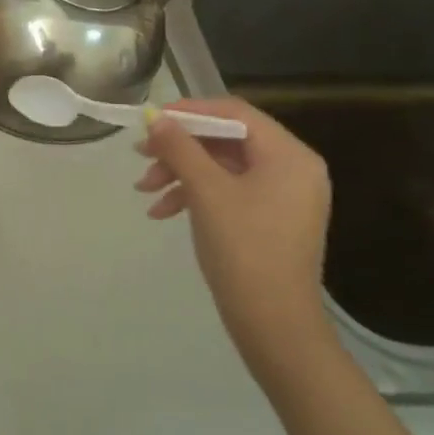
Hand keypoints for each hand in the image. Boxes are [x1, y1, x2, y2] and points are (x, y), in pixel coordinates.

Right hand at [135, 99, 334, 383]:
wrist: (274, 323)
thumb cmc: (244, 248)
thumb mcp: (206, 191)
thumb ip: (180, 148)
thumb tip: (155, 118)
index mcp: (289, 156)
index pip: (235, 112)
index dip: (189, 111)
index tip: (151, 121)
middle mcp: (292, 169)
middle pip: (226, 139)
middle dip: (180, 148)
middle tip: (141, 155)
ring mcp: (282, 196)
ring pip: (222, 166)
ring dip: (180, 172)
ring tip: (144, 190)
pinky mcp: (269, 219)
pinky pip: (228, 191)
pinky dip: (194, 195)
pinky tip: (162, 211)